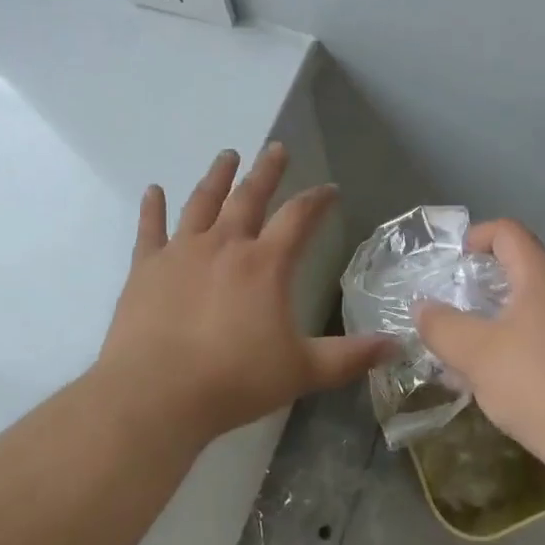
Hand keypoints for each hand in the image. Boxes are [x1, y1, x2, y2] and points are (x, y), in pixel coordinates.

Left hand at [95, 144, 393, 447]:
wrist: (156, 395)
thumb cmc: (235, 380)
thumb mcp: (303, 370)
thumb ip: (350, 356)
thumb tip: (397, 346)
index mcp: (265, 263)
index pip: (299, 217)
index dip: (318, 200)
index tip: (330, 189)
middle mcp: (225, 245)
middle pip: (249, 196)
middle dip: (267, 171)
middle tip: (276, 148)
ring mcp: (182, 252)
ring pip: (202, 202)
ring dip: (217, 177)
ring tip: (227, 156)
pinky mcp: (146, 268)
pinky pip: (150, 229)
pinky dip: (152, 208)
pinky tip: (153, 190)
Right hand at [412, 219, 544, 470]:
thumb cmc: (534, 383)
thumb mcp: (475, 353)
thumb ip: (442, 325)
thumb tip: (422, 307)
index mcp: (540, 277)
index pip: (509, 232)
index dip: (478, 235)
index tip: (453, 262)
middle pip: (519, 265)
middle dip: (481, 279)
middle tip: (453, 302)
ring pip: (527, 303)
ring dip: (493, 315)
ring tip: (464, 344)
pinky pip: (538, 331)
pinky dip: (510, 339)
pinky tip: (491, 375)